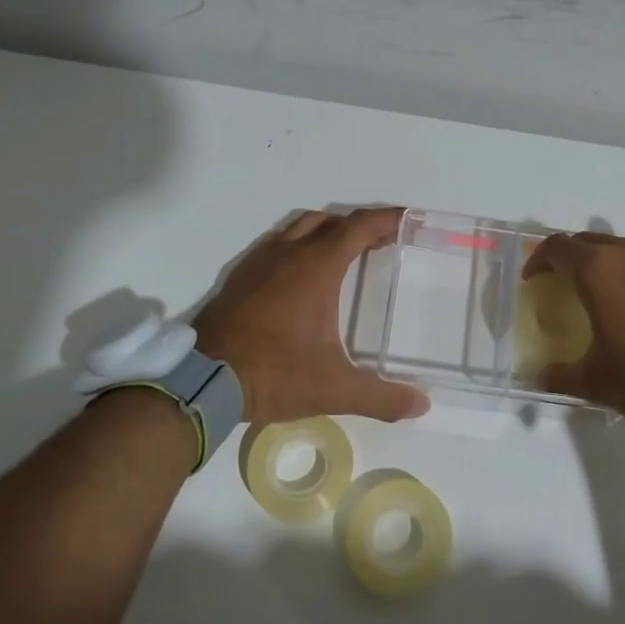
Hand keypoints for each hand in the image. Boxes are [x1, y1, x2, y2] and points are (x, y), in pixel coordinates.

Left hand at [194, 206, 428, 425]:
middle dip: (359, 226)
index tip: (408, 220)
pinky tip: (299, 277)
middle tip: (381, 243)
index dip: (387, 219)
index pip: (359, 226)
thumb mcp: (334, 389)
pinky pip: (275, 245)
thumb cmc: (275, 374)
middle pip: (330, 221)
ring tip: (344, 255)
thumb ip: (381, 397)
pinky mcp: (238, 277)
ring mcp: (259, 262)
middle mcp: (288, 253)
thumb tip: (422, 404)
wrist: (202, 383)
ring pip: (299, 228)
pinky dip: (297, 247)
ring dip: (326, 232)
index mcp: (317, 267)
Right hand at [521, 227, 624, 425]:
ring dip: (611, 257)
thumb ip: (557, 375)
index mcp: (596, 271)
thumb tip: (534, 376)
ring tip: (612, 283)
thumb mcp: (594, 382)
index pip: (557, 247)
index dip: (539, 260)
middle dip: (572, 259)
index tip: (534, 279)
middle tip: (567, 284)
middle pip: (588, 241)